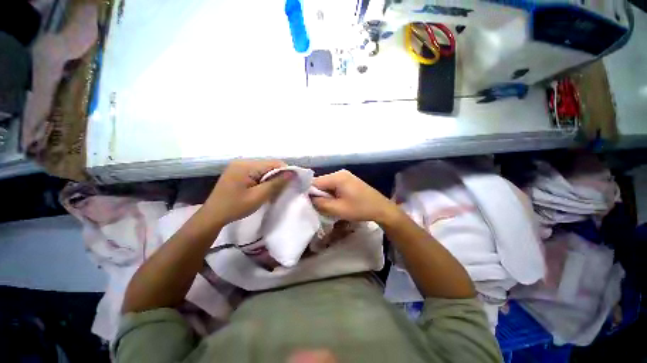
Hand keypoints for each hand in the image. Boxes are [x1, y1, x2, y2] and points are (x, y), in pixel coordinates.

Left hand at [205, 160, 291, 225]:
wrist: (213, 215)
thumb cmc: (235, 207)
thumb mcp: (258, 196)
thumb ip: (276, 183)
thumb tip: (292, 173)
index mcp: (246, 166)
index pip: (273, 163)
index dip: (285, 171)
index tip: (292, 182)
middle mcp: (243, 161)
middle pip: (269, 165)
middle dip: (278, 175)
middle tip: (282, 189)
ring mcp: (239, 166)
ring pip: (264, 169)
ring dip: (271, 178)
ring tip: (273, 190)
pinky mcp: (238, 171)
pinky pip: (256, 172)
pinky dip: (263, 179)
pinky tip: (263, 188)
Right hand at [311, 170, 401, 223]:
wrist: (381, 208)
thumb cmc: (360, 209)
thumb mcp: (338, 209)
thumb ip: (320, 204)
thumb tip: (308, 199)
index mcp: (337, 177)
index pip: (315, 182)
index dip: (308, 192)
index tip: (307, 204)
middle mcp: (340, 173)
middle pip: (321, 182)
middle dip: (317, 194)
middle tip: (318, 207)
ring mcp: (345, 176)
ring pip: (327, 185)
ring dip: (324, 195)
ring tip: (327, 206)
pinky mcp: (348, 180)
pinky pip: (334, 185)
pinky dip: (331, 194)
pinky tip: (334, 202)